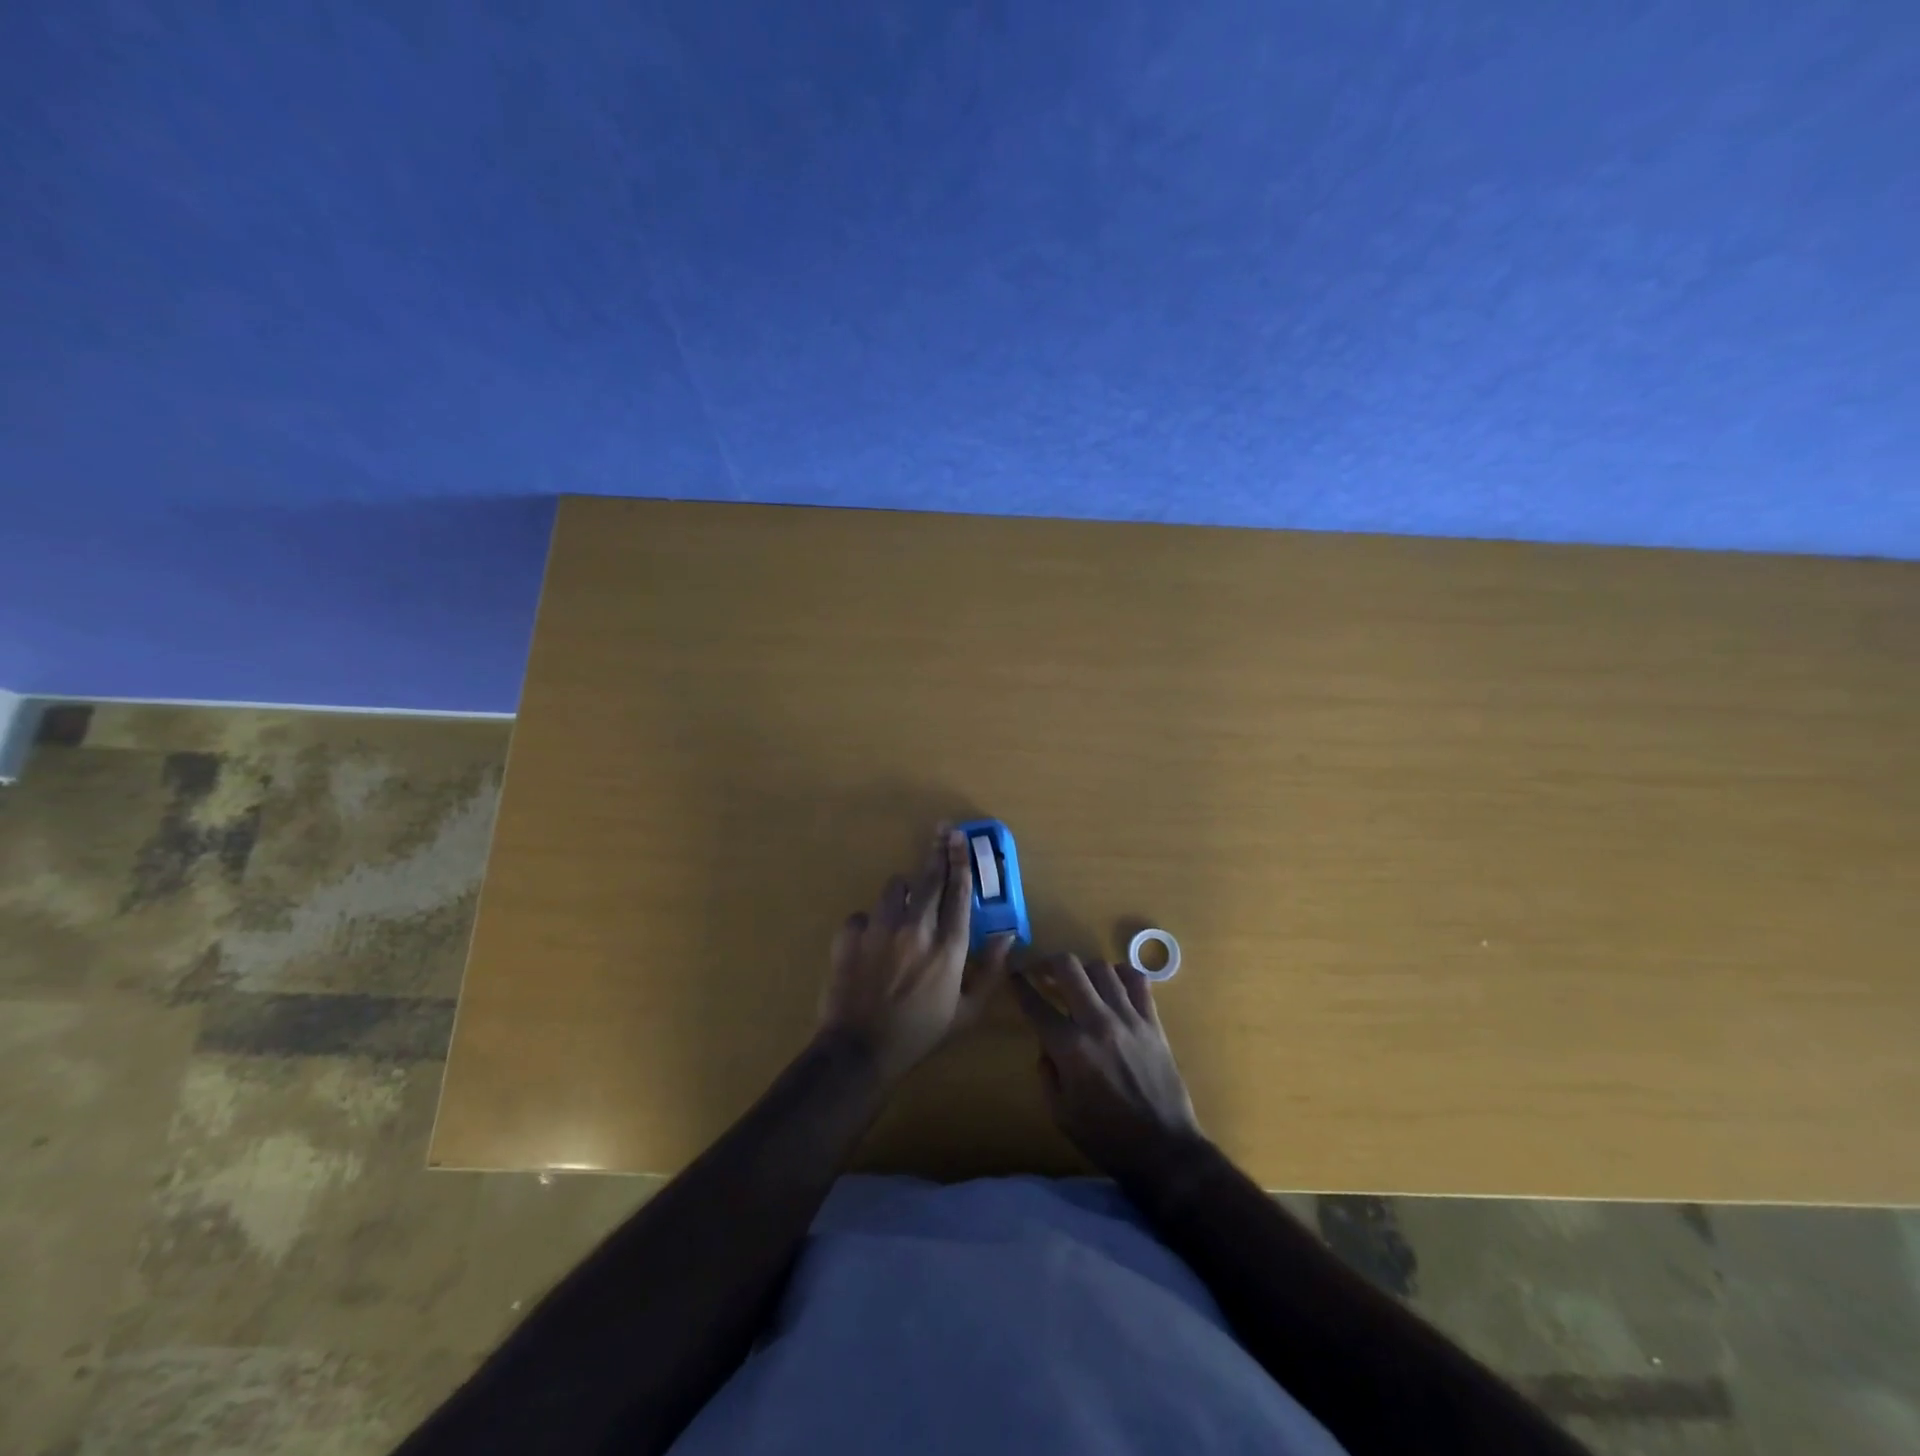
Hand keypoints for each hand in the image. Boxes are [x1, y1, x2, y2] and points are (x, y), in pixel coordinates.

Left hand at [819, 829, 1016, 1085]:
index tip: (961, 838)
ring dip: (903, 893)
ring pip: (894, 887)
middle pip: (929, 878)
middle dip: (937, 852)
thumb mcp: (967, 1012)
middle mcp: (916, 927)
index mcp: (948, 946)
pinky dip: (870, 924)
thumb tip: (1007, 934)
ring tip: (903, 908)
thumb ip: (991, 970)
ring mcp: (880, 928)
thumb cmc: (920, 1034)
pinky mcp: (849, 934)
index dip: (961, 861)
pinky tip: (871, 943)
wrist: (859, 1051)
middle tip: (942, 832)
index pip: (959, 891)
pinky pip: (863, 914)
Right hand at [1013, 953, 1203, 1184]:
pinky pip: (1137, 980)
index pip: (1035, 1004)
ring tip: (1079, 982)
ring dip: (1083, 970)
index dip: (1019, 985)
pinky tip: (1113, 984)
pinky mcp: (1153, 1021)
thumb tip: (1047, 1044)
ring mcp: (1129, 1018)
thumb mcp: (1060, 1113)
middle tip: (1042, 972)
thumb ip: (1047, 1072)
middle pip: (1068, 968)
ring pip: (1101, 967)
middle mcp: (1097, 1022)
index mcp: (1070, 1048)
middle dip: (1048, 963)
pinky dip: (1121, 974)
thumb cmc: (1106, 1138)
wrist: (1164, 1151)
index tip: (1013, 974)